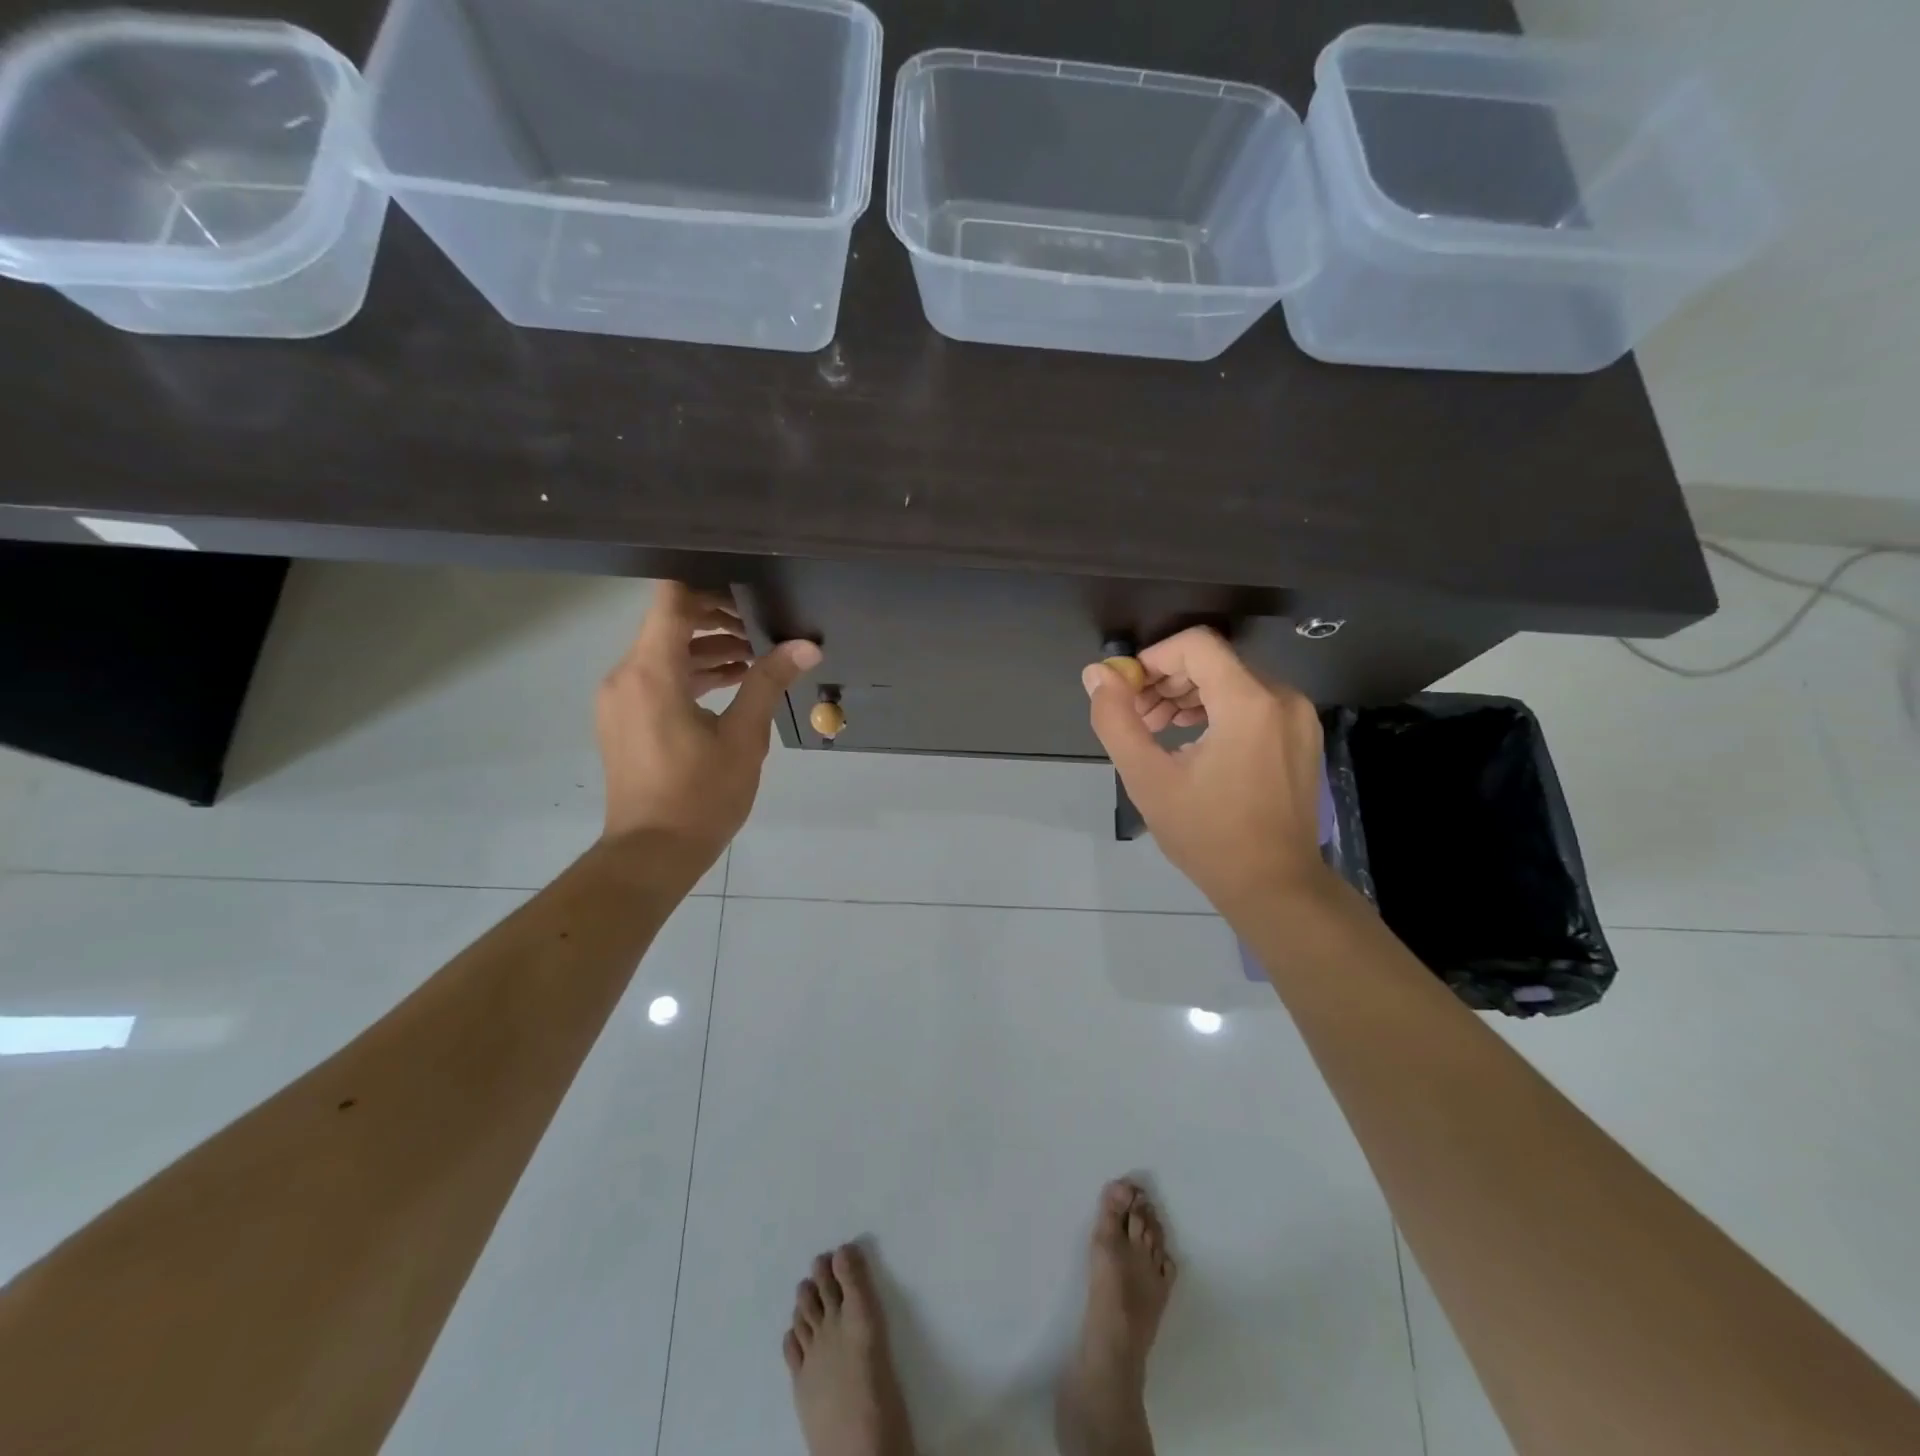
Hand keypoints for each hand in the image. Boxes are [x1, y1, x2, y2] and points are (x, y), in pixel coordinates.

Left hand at [597, 583, 820, 868]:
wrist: (651, 853)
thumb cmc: (700, 795)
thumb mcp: (744, 738)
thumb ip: (768, 683)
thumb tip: (806, 646)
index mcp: (651, 672)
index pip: (671, 600)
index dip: (707, 584)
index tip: (748, 586)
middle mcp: (625, 675)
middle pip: (667, 623)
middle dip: (715, 617)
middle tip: (762, 623)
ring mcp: (619, 699)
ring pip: (663, 652)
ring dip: (705, 648)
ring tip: (755, 654)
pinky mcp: (622, 719)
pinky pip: (656, 678)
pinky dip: (689, 674)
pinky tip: (730, 682)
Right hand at [1083, 627, 1330, 913]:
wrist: (1274, 886)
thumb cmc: (1207, 835)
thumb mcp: (1148, 779)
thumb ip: (1116, 720)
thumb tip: (1096, 675)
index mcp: (1248, 703)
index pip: (1196, 645)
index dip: (1153, 659)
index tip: (1127, 691)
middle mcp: (1281, 698)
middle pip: (1214, 662)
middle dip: (1167, 681)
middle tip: (1138, 717)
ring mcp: (1298, 718)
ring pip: (1233, 681)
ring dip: (1190, 696)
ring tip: (1159, 730)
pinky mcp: (1301, 737)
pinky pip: (1253, 703)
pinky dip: (1217, 710)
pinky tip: (1193, 742)